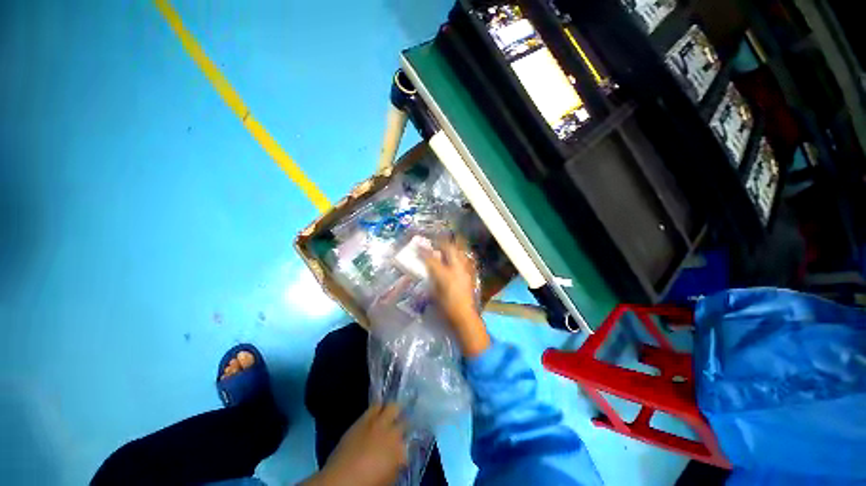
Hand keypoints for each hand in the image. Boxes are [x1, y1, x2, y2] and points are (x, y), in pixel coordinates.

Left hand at [303, 404, 406, 485]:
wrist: (341, 480)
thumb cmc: (368, 484)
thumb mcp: (389, 478)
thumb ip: (396, 463)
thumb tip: (399, 456)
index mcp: (400, 449)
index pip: (410, 439)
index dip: (407, 441)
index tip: (405, 443)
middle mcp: (391, 432)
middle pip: (403, 418)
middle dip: (403, 420)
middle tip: (400, 423)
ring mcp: (377, 423)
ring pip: (390, 406)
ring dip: (391, 410)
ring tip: (389, 414)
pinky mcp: (362, 420)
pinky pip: (373, 408)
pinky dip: (376, 410)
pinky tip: (376, 414)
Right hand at [423, 240, 490, 357]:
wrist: (465, 316)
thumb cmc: (446, 308)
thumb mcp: (434, 293)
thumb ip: (432, 278)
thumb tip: (429, 268)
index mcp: (445, 274)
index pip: (432, 259)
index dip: (424, 252)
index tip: (418, 246)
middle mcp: (456, 268)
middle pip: (449, 249)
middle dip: (441, 243)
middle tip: (435, 243)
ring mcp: (465, 270)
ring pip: (459, 252)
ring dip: (451, 248)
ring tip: (445, 249)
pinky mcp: (470, 274)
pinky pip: (464, 259)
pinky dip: (458, 256)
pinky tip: (454, 260)